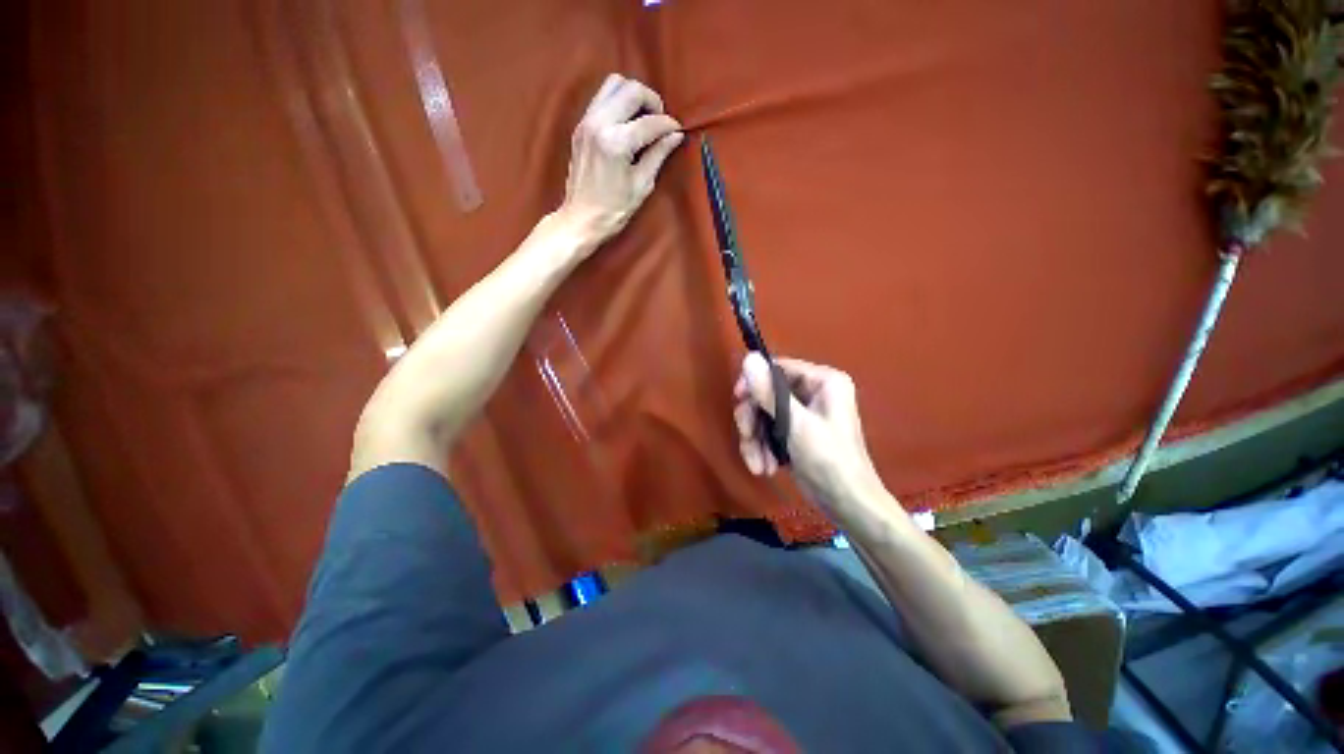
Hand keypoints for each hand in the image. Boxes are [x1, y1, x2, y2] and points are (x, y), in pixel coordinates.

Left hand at [559, 74, 683, 248]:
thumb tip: (675, 135)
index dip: (668, 125)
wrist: (580, 219)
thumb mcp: (641, 185)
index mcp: (616, 143)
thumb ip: (658, 155)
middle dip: (652, 101)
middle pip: (631, 90)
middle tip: (660, 120)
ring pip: (613, 84)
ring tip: (644, 117)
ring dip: (633, 95)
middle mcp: (599, 123)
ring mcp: (586, 121)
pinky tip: (627, 122)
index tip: (677, 131)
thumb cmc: (613, 210)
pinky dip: (618, 102)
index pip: (650, 122)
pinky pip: (602, 98)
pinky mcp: (580, 125)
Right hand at [733, 353, 887, 511]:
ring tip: (759, 465)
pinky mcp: (794, 432)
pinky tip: (766, 468)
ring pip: (763, 415)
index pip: (778, 368)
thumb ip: (770, 392)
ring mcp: (803, 413)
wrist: (846, 504)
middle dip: (754, 420)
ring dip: (756, 440)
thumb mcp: (796, 424)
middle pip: (766, 393)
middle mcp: (813, 392)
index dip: (754, 382)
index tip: (738, 399)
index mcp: (823, 381)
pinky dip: (762, 448)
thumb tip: (749, 357)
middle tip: (747, 437)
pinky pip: (768, 430)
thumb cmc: (828, 460)